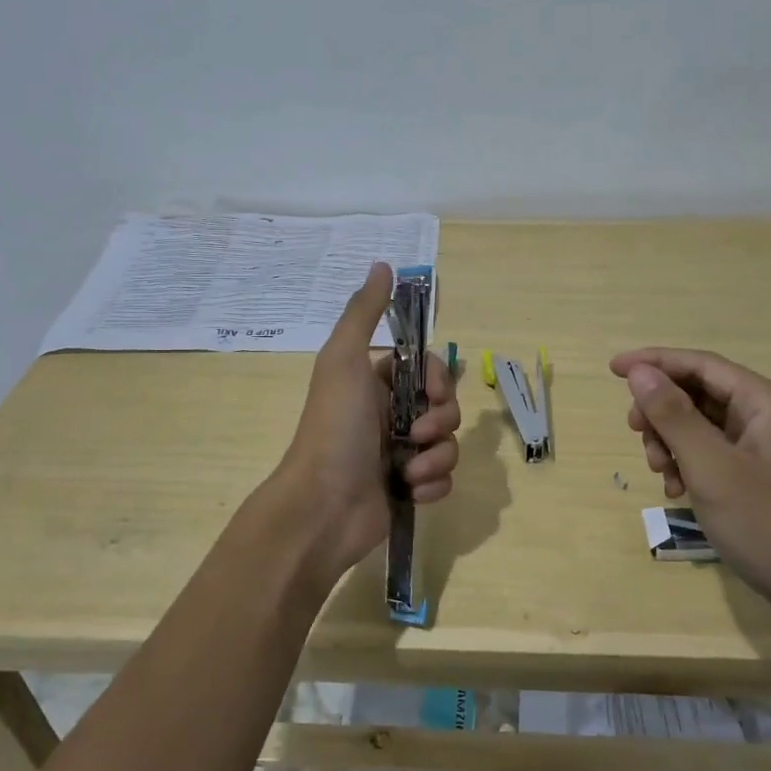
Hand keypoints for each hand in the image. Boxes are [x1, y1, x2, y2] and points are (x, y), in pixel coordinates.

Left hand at [271, 262, 460, 581]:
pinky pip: (443, 480)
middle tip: (416, 433)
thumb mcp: (344, 360)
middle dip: (441, 420)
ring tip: (407, 471)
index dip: (439, 379)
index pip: (429, 370)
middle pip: (445, 407)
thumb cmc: (335, 428)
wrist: (322, 506)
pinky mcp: (408, 490)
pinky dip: (433, 486)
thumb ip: (364, 313)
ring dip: (436, 457)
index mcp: (377, 384)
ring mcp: (399, 455)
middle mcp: (390, 416)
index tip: (433, 391)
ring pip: (448, 444)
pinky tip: (409, 492)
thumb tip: (384, 265)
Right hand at [611, 348, 770, 636]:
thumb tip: (640, 372)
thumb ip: (674, 416)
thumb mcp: (712, 469)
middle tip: (637, 437)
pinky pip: (721, 456)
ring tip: (661, 475)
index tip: (612, 370)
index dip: (654, 362)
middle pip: (704, 394)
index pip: (702, 364)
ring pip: (709, 427)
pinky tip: (680, 493)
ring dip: (675, 442)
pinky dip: (694, 466)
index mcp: (768, 403)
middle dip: (663, 412)